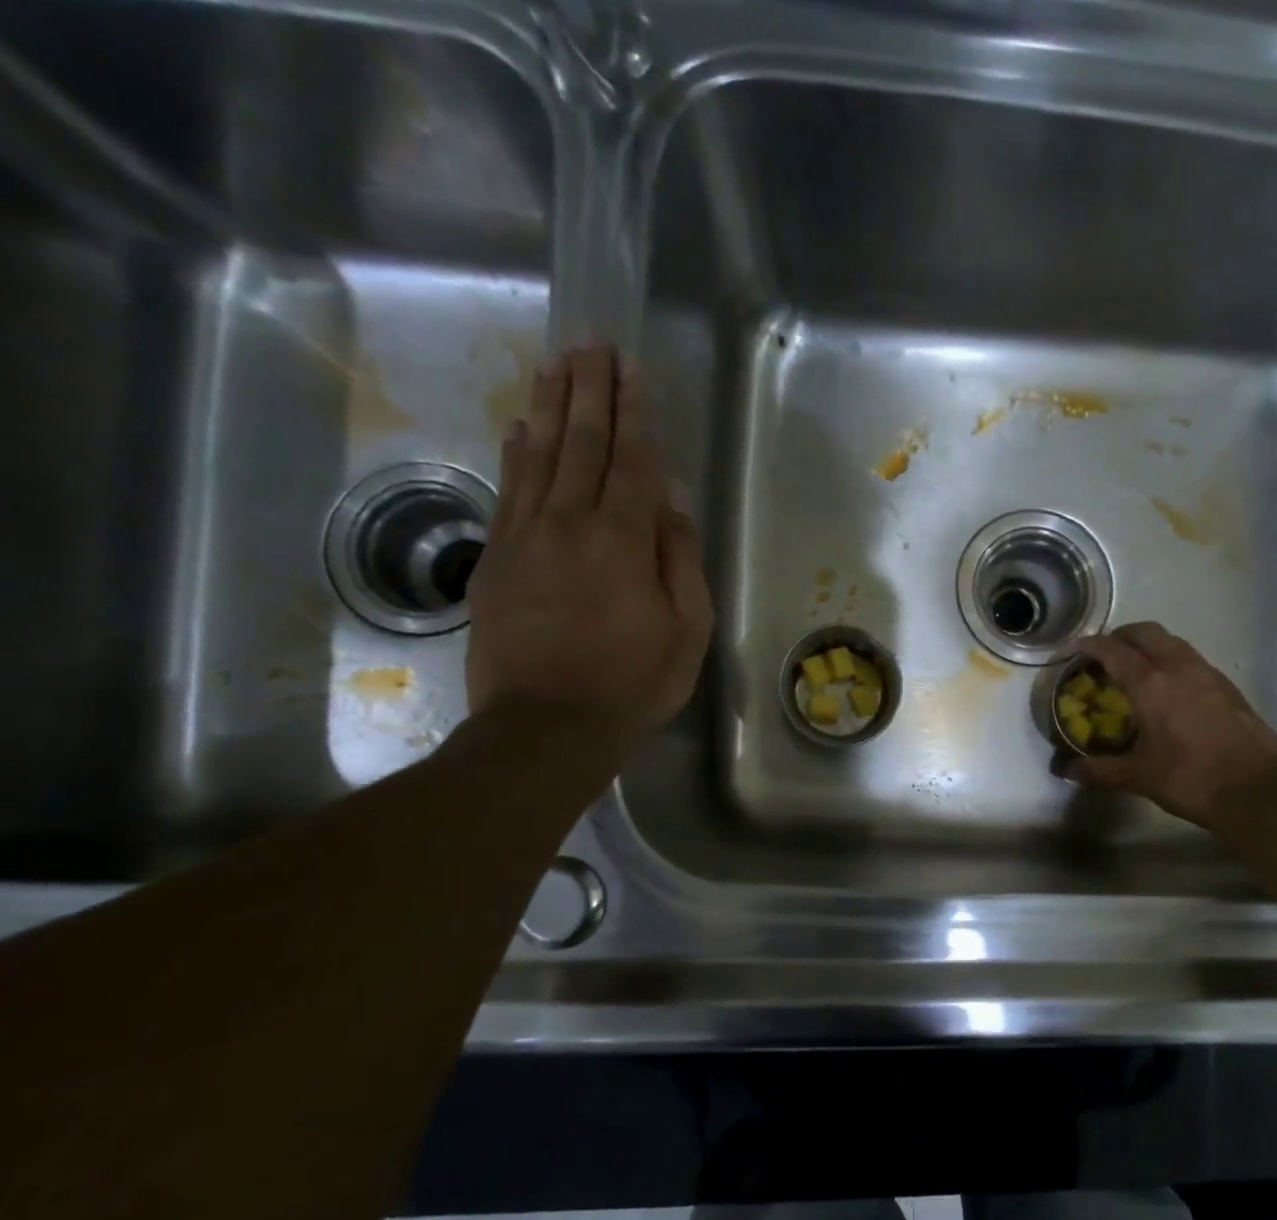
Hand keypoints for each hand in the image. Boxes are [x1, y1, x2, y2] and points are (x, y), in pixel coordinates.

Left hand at [465, 343, 711, 780]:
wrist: (545, 726)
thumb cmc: (632, 683)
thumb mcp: (687, 631)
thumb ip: (681, 560)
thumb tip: (675, 500)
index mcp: (622, 541)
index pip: (632, 461)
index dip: (634, 412)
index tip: (631, 367)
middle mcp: (569, 524)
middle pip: (581, 443)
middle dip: (589, 390)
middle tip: (591, 341)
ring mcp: (525, 538)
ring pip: (539, 456)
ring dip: (549, 405)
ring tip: (556, 361)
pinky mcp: (495, 559)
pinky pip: (507, 490)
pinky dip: (516, 452)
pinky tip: (521, 426)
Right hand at [1065, 623, 1276, 834]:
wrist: (1256, 790)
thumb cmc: (1190, 779)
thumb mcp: (1139, 777)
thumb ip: (1101, 770)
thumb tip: (1069, 772)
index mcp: (1151, 685)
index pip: (1115, 652)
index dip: (1094, 645)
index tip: (1079, 646)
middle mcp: (1179, 669)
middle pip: (1147, 633)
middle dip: (1123, 636)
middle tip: (1108, 651)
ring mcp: (1208, 674)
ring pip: (1174, 643)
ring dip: (1151, 645)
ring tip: (1138, 667)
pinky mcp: (1228, 687)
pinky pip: (1193, 660)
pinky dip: (1174, 661)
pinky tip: (1172, 688)